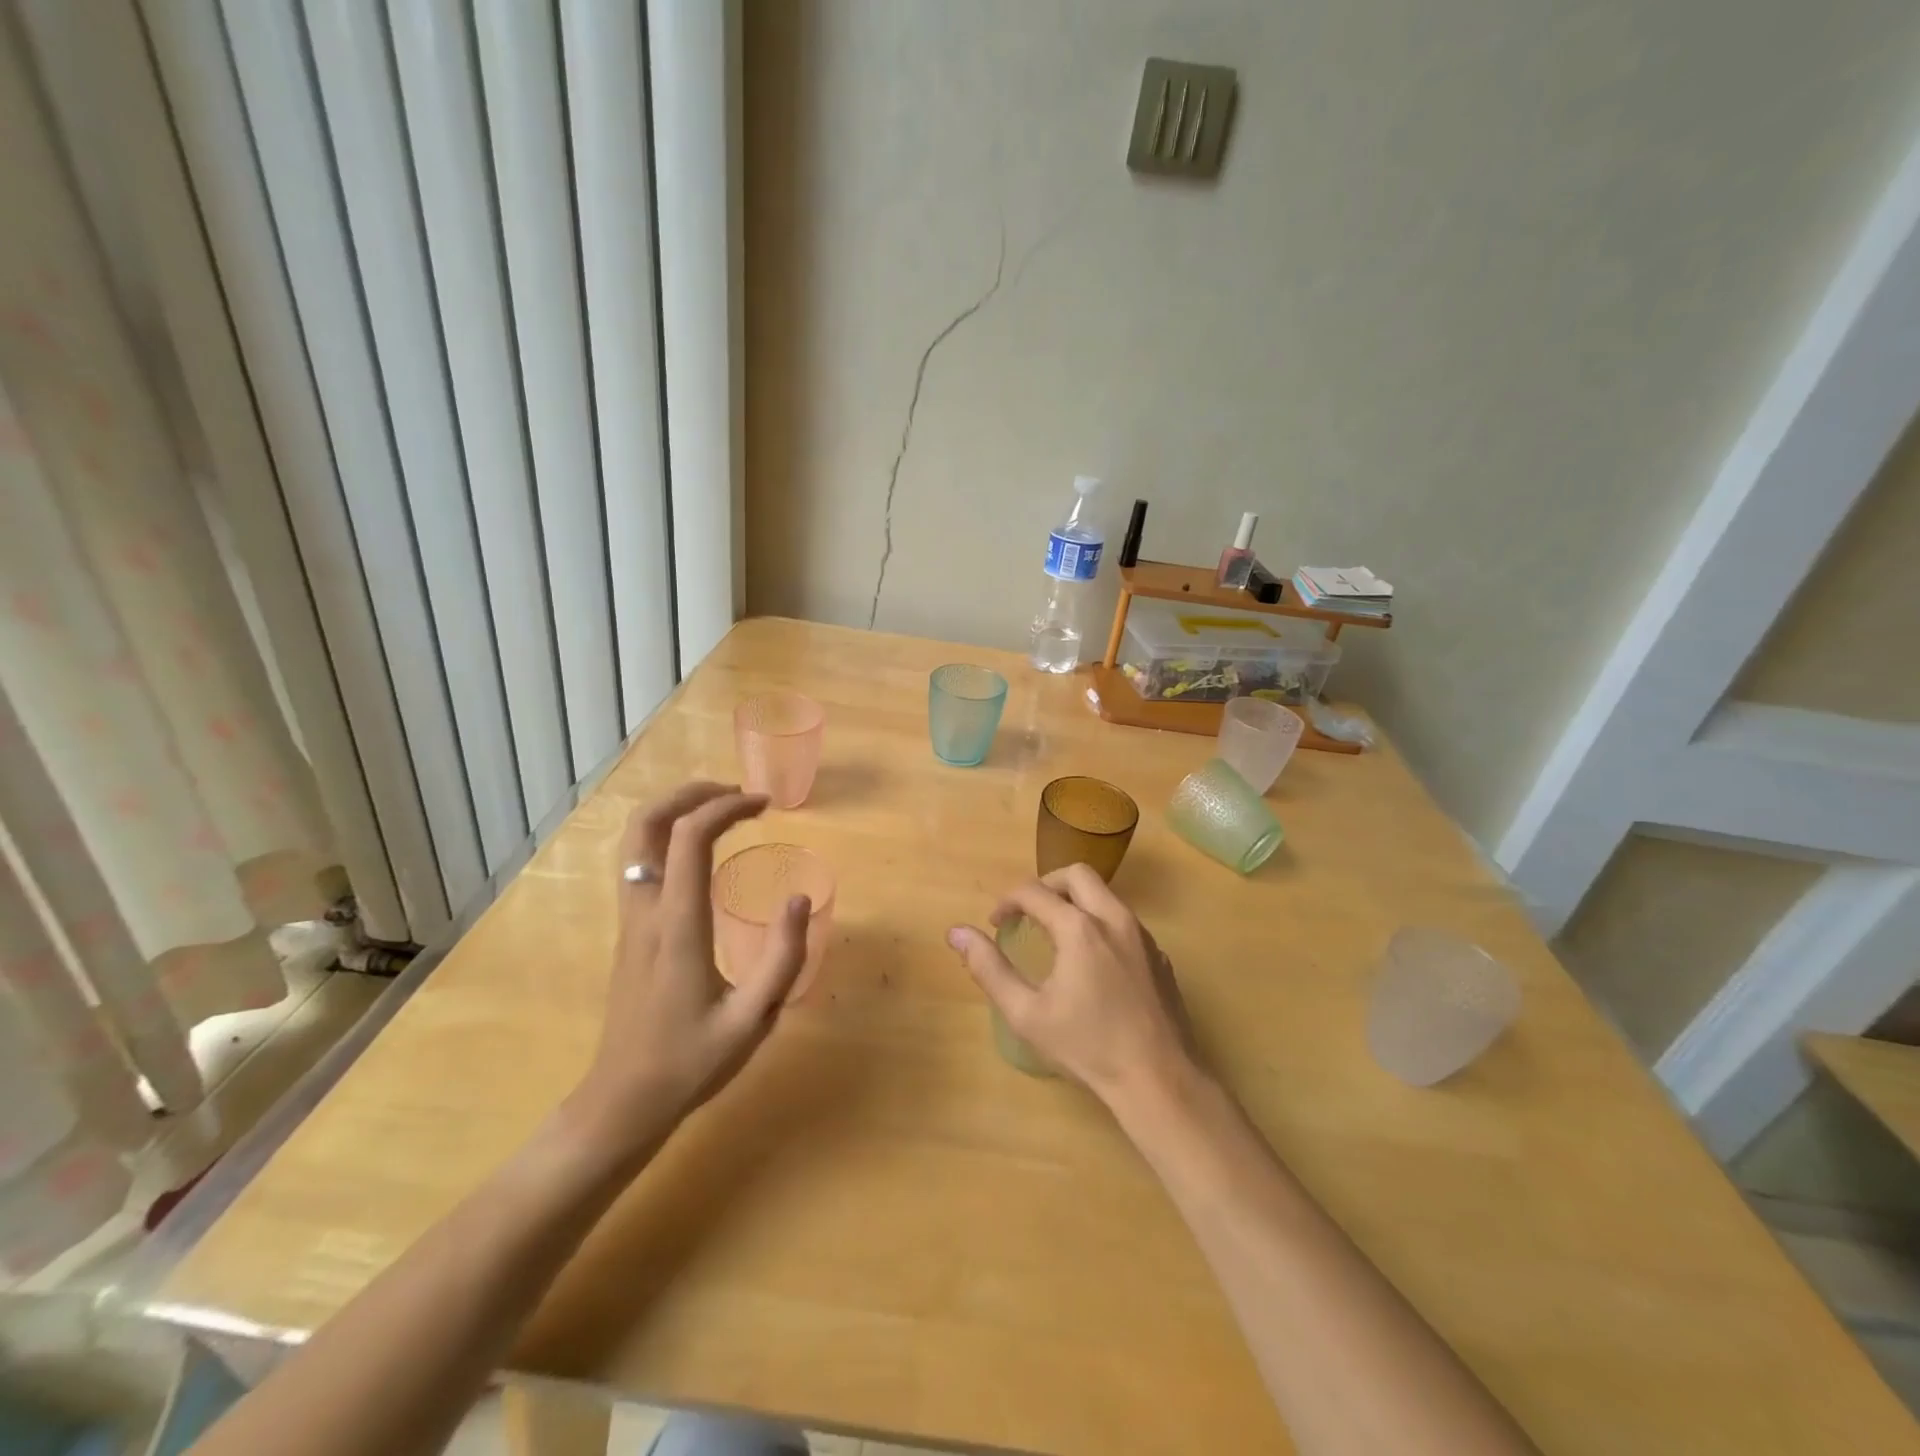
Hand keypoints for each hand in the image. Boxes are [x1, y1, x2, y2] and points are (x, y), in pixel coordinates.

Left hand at [566, 782, 808, 1157]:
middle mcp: (645, 911)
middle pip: (646, 823)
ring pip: (633, 840)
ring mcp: (629, 919)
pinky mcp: (628, 931)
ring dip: (675, 810)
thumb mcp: (753, 1020)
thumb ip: (783, 959)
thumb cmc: (690, 1063)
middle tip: (737, 794)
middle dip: (691, 794)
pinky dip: (667, 835)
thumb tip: (799, 899)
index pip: (690, 838)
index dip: (726, 807)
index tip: (764, 805)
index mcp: (677, 926)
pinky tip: (700, 851)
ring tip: (721, 811)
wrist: (622, 1102)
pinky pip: (638, 861)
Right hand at [946, 865, 1199, 1109]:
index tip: (995, 923)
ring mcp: (1142, 936)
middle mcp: (1114, 919)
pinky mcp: (1159, 955)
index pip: (1034, 891)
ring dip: (1075, 902)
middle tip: (1028, 913)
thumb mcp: (1026, 1013)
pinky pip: (1124, 921)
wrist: (1159, 1080)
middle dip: (1046, 885)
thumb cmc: (1087, 1047)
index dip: (1007, 901)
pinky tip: (1091, 962)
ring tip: (1055, 934)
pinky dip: (1100, 923)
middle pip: (1077, 874)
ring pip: (1105, 894)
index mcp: (1079, 928)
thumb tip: (957, 933)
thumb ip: (989, 968)